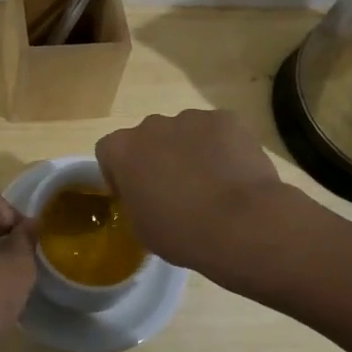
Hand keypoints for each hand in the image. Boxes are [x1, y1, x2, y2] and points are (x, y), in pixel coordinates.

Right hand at [95, 109, 284, 273]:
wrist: (243, 224)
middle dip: (157, 157)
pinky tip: (234, 175)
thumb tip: (146, 194)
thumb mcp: (141, 228)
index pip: (108, 150)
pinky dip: (222, 147)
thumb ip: (135, 200)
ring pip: (184, 132)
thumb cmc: (182, 233)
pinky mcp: (227, 119)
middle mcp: (152, 125)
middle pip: (148, 137)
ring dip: (190, 151)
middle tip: (175, 190)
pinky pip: (217, 131)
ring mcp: (192, 118)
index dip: (119, 172)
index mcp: (123, 150)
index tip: (134, 194)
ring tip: (211, 185)